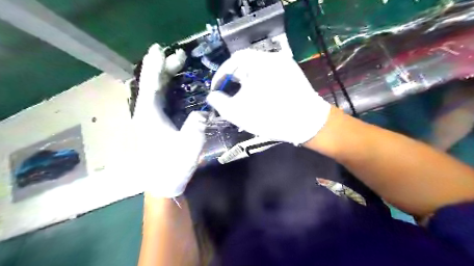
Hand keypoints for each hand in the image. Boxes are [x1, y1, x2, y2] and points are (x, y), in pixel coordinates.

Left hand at [134, 44, 206, 196]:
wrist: (163, 182)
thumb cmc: (173, 165)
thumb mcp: (189, 146)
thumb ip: (197, 125)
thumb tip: (204, 111)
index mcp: (150, 115)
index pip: (152, 84)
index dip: (155, 65)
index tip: (159, 49)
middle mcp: (146, 113)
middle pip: (153, 84)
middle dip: (164, 68)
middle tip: (179, 56)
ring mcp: (150, 119)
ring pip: (156, 91)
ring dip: (166, 77)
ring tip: (178, 66)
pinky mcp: (155, 124)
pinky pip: (160, 99)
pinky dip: (167, 88)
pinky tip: (176, 86)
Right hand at [206, 50, 329, 144]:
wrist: (308, 124)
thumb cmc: (270, 117)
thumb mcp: (238, 112)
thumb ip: (219, 102)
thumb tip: (212, 96)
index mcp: (259, 62)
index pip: (233, 60)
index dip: (221, 75)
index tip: (216, 89)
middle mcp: (273, 58)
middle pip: (246, 64)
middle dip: (233, 80)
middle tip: (227, 95)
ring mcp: (285, 65)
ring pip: (258, 70)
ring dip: (246, 83)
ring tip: (241, 98)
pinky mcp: (292, 74)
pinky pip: (269, 75)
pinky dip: (259, 83)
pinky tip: (258, 97)